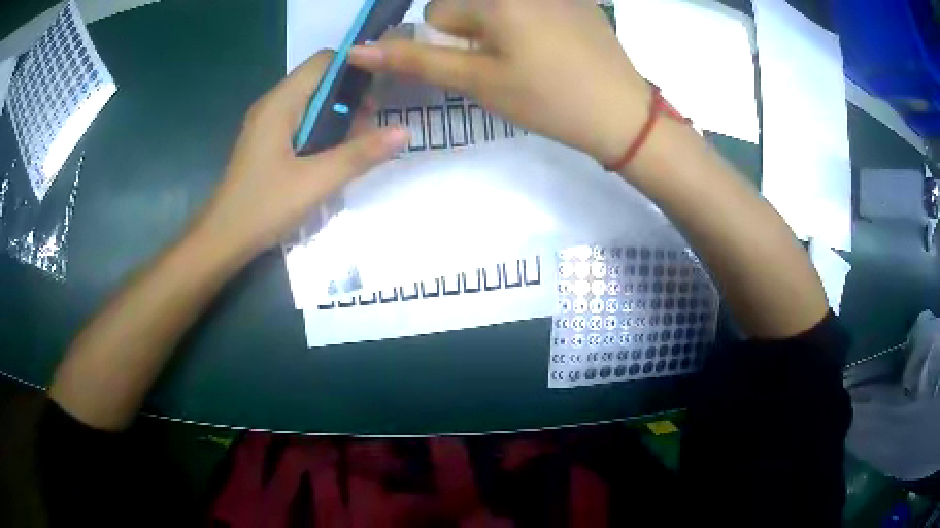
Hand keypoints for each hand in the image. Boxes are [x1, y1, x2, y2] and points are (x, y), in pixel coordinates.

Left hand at [192, 50, 408, 260]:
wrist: (222, 241)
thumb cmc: (263, 207)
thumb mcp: (316, 182)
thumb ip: (360, 155)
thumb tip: (405, 131)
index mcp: (280, 103)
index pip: (325, 61)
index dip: (356, 68)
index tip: (382, 91)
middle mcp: (273, 106)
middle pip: (320, 81)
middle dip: (351, 97)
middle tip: (373, 128)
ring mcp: (268, 125)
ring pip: (313, 105)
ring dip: (339, 118)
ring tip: (359, 146)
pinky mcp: (268, 144)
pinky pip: (302, 125)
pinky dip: (323, 133)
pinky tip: (334, 158)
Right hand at [349, 0, 650, 166]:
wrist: (623, 113)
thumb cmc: (548, 100)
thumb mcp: (478, 82)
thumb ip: (417, 61)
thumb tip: (359, 51)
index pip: (436, 13)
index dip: (448, 45)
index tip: (479, 67)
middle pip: (466, 2)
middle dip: (472, 30)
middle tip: (506, 63)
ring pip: (497, 3)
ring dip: (499, 24)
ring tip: (530, 56)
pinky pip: (531, 3)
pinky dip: (528, 19)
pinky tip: (553, 46)